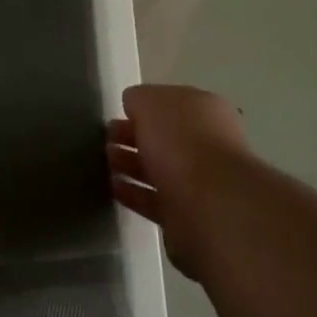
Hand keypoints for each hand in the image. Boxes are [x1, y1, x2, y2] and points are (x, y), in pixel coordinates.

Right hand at [107, 85, 251, 280]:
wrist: (211, 207)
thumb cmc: (181, 141)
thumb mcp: (150, 102)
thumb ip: (138, 99)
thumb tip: (134, 106)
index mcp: (205, 110)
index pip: (170, 103)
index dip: (143, 107)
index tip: (118, 113)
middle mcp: (206, 144)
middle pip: (164, 136)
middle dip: (134, 136)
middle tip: (106, 139)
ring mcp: (199, 183)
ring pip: (158, 168)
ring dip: (131, 164)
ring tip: (105, 162)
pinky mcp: (187, 217)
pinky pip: (154, 199)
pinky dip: (134, 193)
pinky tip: (113, 188)